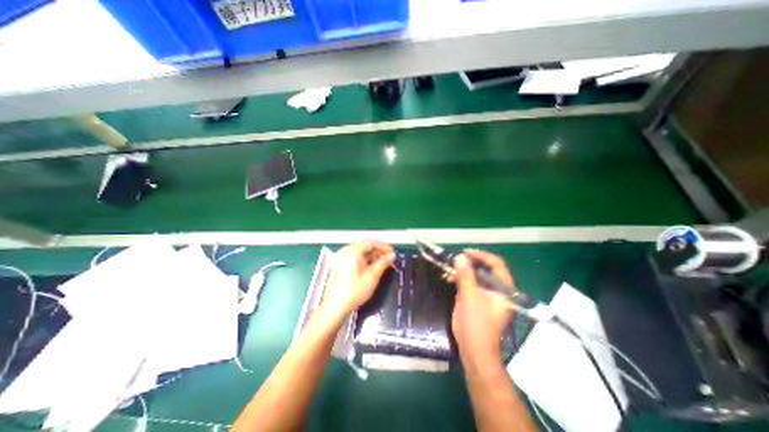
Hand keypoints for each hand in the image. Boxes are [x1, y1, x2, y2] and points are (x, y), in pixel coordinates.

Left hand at [321, 242, 391, 321]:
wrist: (335, 306)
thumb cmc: (355, 290)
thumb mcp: (372, 276)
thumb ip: (383, 263)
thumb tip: (392, 255)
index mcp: (353, 251)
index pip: (372, 242)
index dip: (384, 247)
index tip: (393, 254)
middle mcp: (346, 250)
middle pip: (366, 246)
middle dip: (379, 252)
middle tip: (390, 259)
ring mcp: (342, 257)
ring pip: (361, 252)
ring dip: (373, 256)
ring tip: (383, 264)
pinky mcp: (340, 264)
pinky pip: (356, 257)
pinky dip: (365, 260)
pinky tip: (372, 267)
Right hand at [451, 249, 515, 367]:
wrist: (475, 352)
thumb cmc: (475, 324)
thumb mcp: (468, 296)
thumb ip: (465, 275)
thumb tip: (460, 257)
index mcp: (504, 290)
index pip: (496, 264)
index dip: (481, 255)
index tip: (465, 252)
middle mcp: (499, 291)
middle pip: (486, 269)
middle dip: (469, 264)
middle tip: (454, 261)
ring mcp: (490, 297)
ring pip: (477, 277)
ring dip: (463, 272)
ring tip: (448, 272)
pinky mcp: (480, 302)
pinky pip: (472, 285)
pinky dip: (462, 281)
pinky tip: (450, 280)